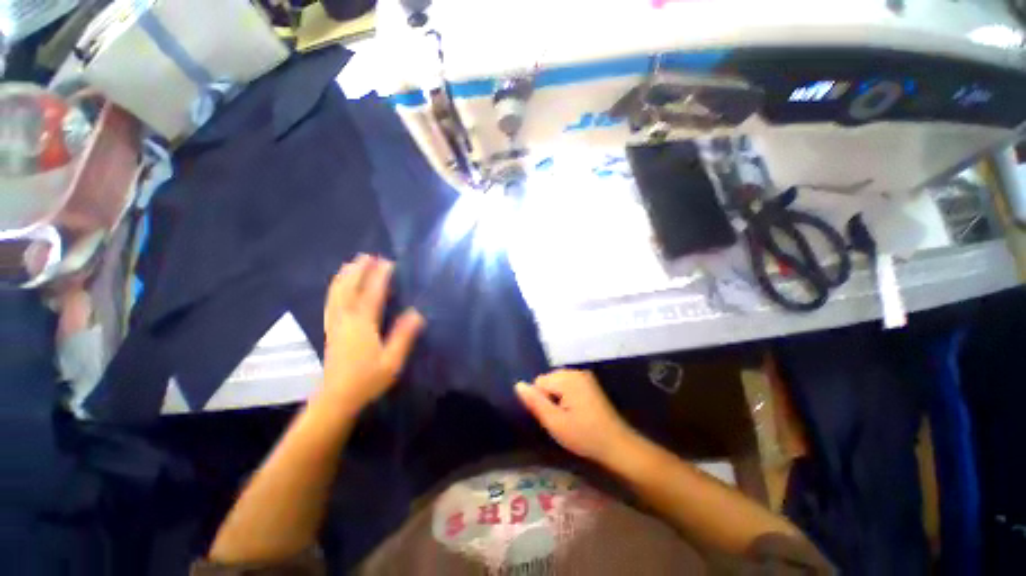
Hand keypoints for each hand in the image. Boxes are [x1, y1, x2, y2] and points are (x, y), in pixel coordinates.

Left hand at [322, 254, 424, 411]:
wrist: (337, 399)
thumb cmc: (368, 380)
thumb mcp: (392, 361)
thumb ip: (404, 336)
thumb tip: (417, 313)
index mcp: (363, 325)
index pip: (372, 294)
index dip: (380, 276)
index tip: (388, 262)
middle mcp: (346, 319)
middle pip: (349, 288)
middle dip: (358, 270)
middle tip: (368, 256)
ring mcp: (334, 324)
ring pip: (336, 293)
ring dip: (344, 276)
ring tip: (352, 263)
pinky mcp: (329, 330)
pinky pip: (330, 302)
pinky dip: (335, 288)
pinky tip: (338, 286)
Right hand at [516, 369, 638, 464]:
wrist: (618, 445)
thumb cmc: (584, 436)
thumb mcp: (555, 423)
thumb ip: (535, 402)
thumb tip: (518, 384)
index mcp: (568, 378)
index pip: (539, 382)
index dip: (542, 401)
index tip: (554, 418)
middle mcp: (576, 372)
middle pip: (549, 380)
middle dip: (550, 398)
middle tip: (562, 420)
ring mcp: (585, 377)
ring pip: (557, 384)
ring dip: (558, 399)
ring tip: (570, 418)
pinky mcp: (590, 384)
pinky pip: (568, 386)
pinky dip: (567, 398)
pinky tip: (577, 413)